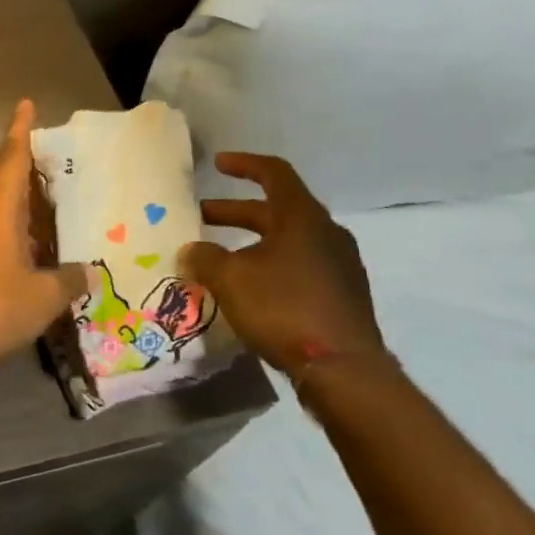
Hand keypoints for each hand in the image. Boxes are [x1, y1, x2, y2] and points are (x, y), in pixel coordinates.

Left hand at [0, 100, 94, 374]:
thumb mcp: (45, 295)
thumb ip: (69, 279)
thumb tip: (89, 272)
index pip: (11, 160)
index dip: (20, 131)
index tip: (24, 105)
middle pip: (0, 183)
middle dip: (24, 176)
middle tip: (52, 176)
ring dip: (15, 210)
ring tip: (45, 220)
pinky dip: (5, 234)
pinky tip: (24, 255)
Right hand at [178, 153, 385, 379]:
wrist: (343, 369)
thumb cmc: (283, 308)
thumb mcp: (230, 279)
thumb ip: (205, 258)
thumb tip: (190, 250)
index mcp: (302, 218)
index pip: (274, 174)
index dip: (244, 164)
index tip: (217, 164)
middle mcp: (325, 234)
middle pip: (276, 210)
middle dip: (235, 211)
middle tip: (201, 217)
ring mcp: (338, 266)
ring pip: (287, 240)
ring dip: (250, 241)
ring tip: (219, 257)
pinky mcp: (341, 296)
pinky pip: (299, 266)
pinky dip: (269, 265)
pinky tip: (248, 288)